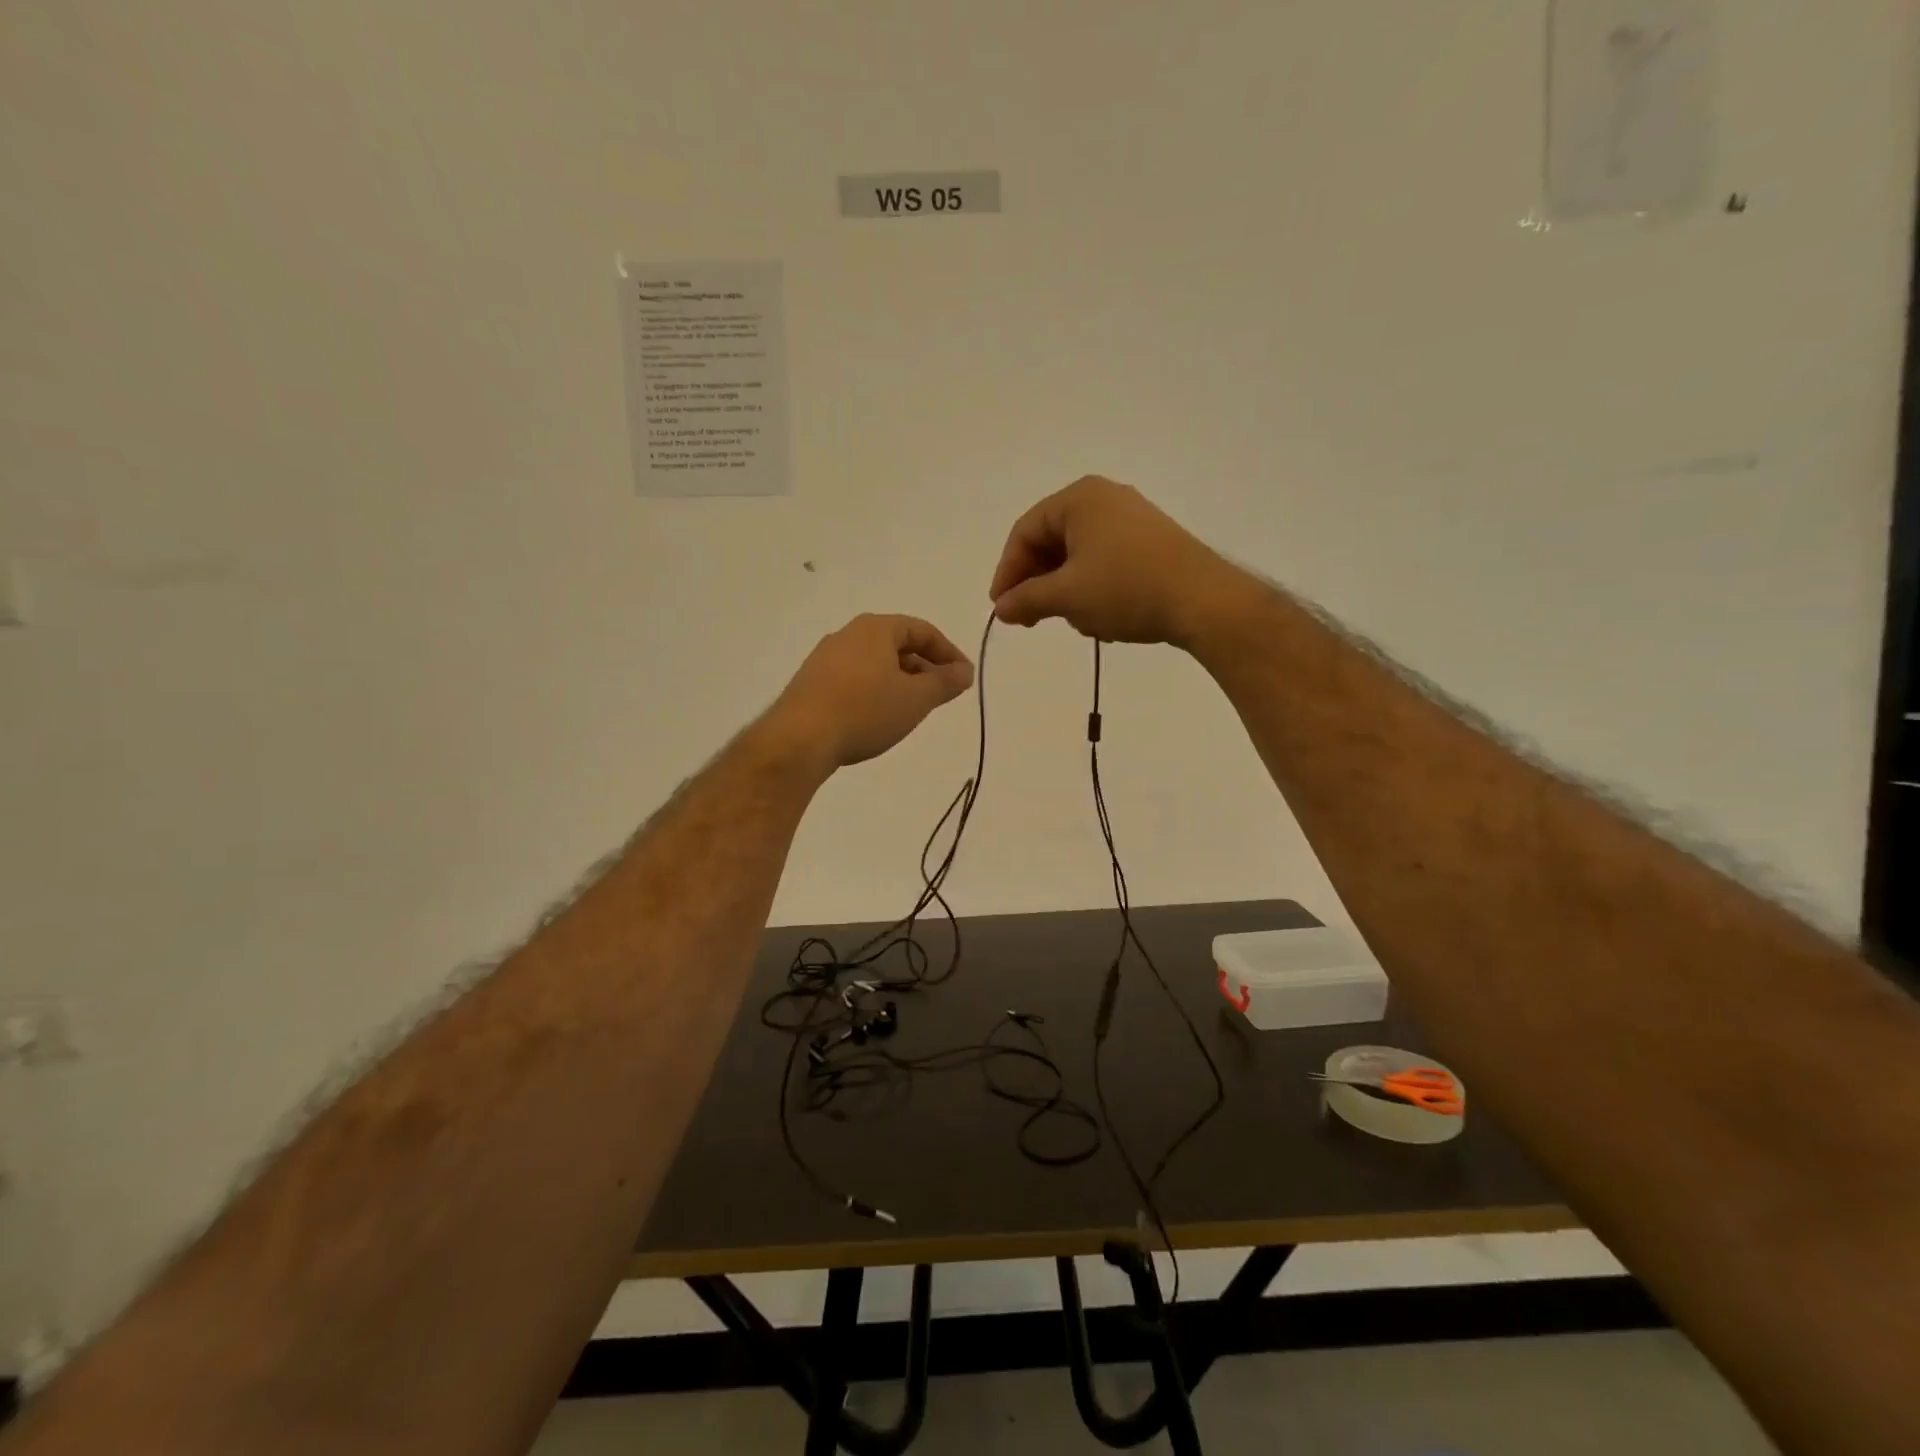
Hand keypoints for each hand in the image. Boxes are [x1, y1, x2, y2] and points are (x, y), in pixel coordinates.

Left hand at [768, 614, 974, 769]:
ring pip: (874, 663)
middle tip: (940, 695)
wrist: (799, 739)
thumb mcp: (916, 699)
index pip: (922, 630)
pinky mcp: (810, 682)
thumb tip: (965, 671)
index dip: (948, 653)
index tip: (964, 678)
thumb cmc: (865, 711)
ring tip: (911, 709)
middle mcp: (848, 634)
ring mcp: (824, 658)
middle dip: (924, 668)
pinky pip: (854, 678)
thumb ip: (945, 683)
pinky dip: (874, 691)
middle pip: (897, 644)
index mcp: (875, 628)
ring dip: (899, 681)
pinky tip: (877, 717)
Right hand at [989, 476, 1247, 646]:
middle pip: (1051, 541)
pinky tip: (1100, 617)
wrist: (1203, 600)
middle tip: (1029, 620)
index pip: (1025, 532)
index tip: (1001, 609)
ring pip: (1078, 555)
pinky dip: (1092, 588)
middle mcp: (1104, 498)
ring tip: (1073, 621)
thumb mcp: (1067, 597)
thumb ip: (1026, 599)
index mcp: (1079, 498)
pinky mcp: (1150, 541)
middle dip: (1038, 584)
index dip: (1007, 573)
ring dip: (1065, 591)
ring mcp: (1131, 518)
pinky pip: (1104, 561)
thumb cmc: (1126, 589)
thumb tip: (1000, 609)